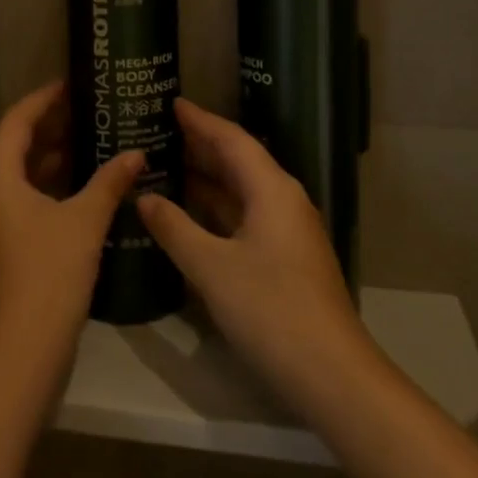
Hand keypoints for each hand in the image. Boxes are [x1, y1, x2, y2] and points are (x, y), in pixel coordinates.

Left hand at [0, 81, 143, 414]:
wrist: (15, 358)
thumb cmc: (48, 278)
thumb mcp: (84, 224)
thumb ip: (109, 182)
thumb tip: (137, 153)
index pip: (15, 121)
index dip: (43, 99)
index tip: (71, 85)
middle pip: (4, 145)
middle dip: (38, 127)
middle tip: (76, 115)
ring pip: (4, 176)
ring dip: (36, 159)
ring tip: (78, 147)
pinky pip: (6, 202)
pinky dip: (33, 188)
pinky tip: (67, 193)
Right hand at [137, 99, 380, 416]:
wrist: (332, 375)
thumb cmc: (270, 309)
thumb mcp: (212, 268)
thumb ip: (174, 228)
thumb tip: (144, 198)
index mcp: (272, 189)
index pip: (232, 140)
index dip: (200, 121)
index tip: (171, 102)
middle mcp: (283, 200)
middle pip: (239, 161)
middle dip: (201, 146)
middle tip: (160, 131)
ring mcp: (288, 231)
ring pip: (242, 192)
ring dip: (207, 179)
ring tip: (166, 167)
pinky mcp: (286, 259)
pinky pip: (246, 217)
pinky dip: (217, 209)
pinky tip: (191, 216)